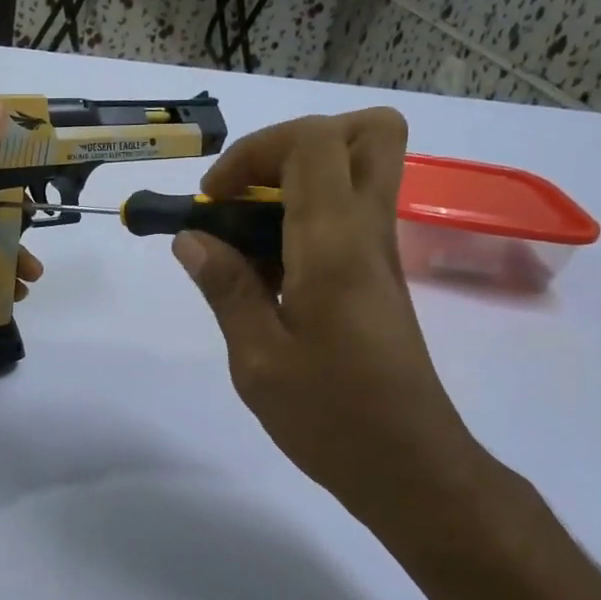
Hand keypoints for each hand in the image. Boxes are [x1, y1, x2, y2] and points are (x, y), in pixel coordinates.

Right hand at [173, 108, 492, 538]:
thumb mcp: (257, 358)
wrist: (409, 467)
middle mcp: (369, 233)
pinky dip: (305, 218)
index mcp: (336, 245)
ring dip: (298, 180)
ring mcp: (381, 254)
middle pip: (366, 132)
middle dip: (295, 144)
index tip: (213, 200)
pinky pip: (350, 215)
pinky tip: (267, 272)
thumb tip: (192, 238)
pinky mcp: (379, 279)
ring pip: (360, 170)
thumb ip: (226, 288)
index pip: (313, 141)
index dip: (254, 151)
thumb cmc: (330, 417)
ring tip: (246, 235)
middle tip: (249, 192)